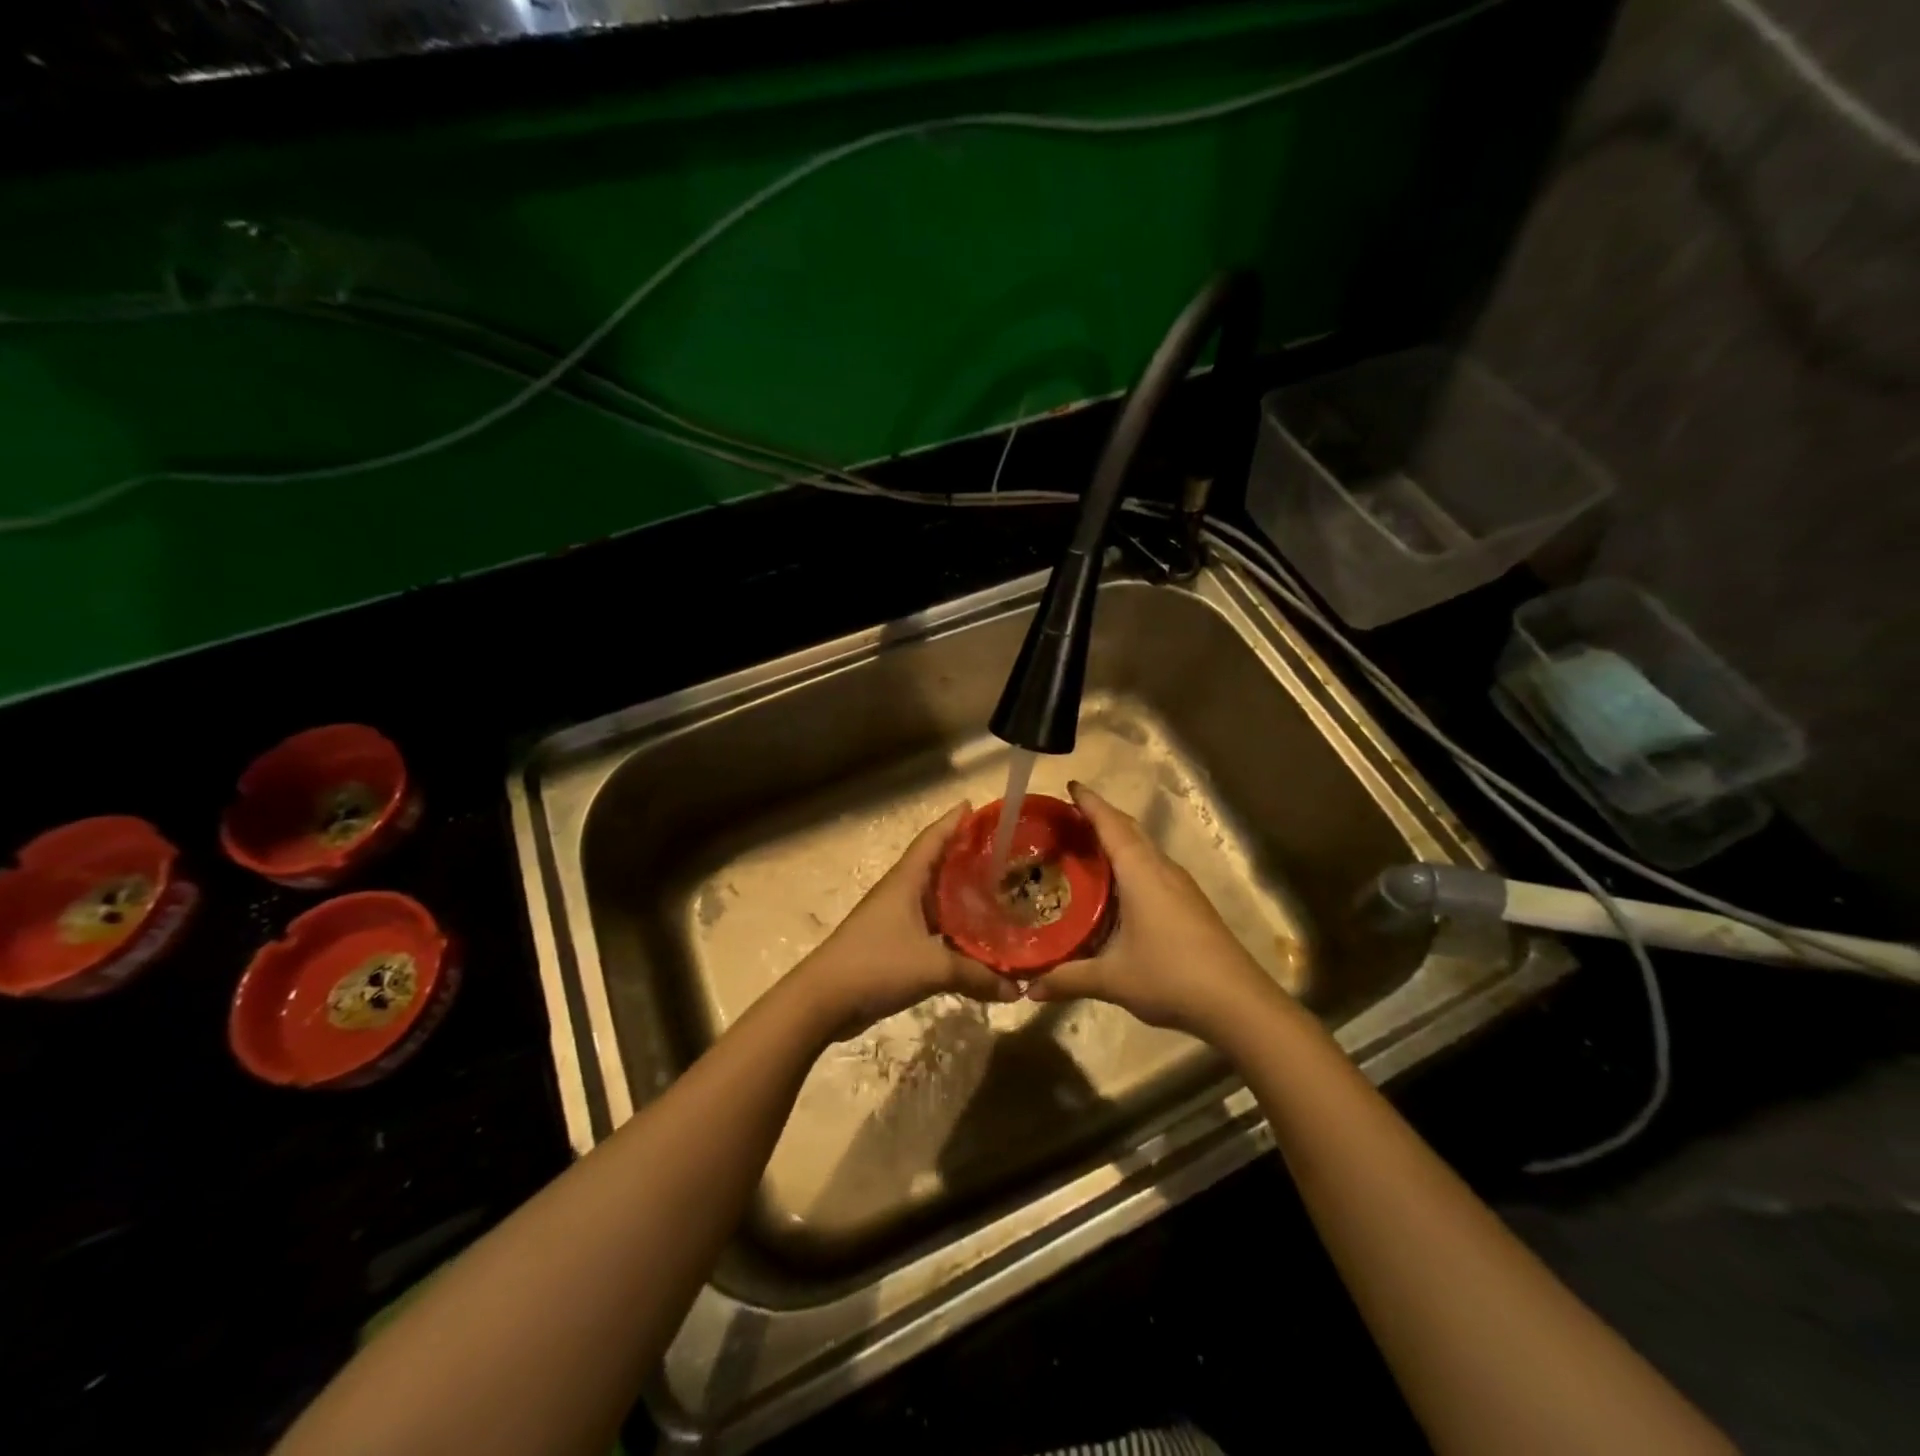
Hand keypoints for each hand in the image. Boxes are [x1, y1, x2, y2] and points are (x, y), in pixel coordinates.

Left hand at [791, 803, 1017, 1041]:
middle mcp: (900, 893)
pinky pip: (930, 927)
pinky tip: (973, 938)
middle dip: (964, 857)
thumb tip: (1017, 988)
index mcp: (906, 881)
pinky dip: (951, 928)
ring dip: (959, 895)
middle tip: (1001, 854)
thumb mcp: (932, 967)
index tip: (975, 806)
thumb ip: (976, 975)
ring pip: (934, 899)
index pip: (932, 839)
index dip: (953, 821)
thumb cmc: (876, 964)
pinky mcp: (892, 945)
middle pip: (936, 866)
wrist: (823, 1001)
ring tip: (995, 893)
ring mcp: (894, 919)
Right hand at [1026, 782, 1281, 1038]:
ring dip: (1118, 842)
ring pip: (1145, 850)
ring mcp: (1181, 886)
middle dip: (1101, 818)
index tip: (1071, 785)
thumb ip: (1068, 979)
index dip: (1090, 803)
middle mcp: (1162, 869)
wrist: (1238, 1003)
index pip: (1111, 825)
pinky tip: (1118, 889)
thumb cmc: (1170, 976)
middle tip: (1068, 819)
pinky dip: (1131, 864)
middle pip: (1129, 830)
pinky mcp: (1191, 904)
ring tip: (1086, 849)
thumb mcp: (1112, 979)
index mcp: (1140, 872)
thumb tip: (1030, 989)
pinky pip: (1154, 869)